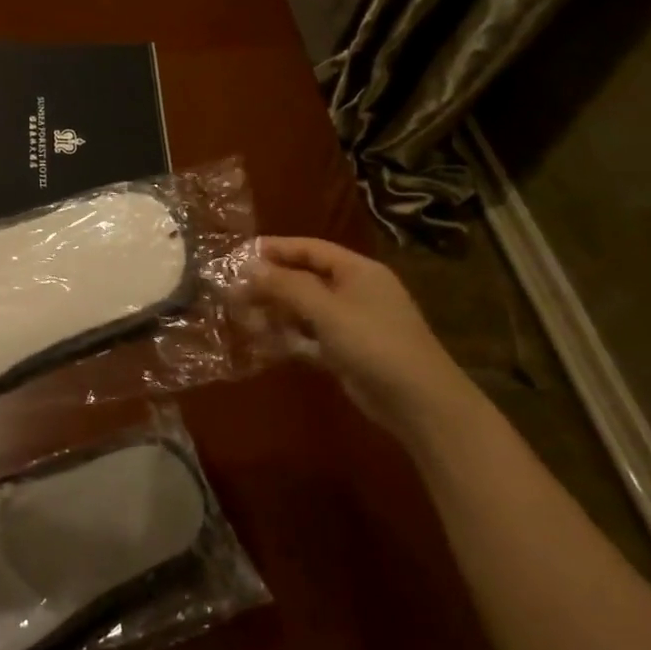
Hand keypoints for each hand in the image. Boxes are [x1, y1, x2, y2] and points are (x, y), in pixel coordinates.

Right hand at [248, 236, 486, 447]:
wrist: (418, 401)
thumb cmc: (373, 343)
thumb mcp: (326, 309)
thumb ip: (287, 286)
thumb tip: (249, 267)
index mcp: (357, 270)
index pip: (310, 249)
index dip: (275, 249)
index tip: (239, 256)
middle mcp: (355, 291)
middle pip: (305, 277)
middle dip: (270, 283)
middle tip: (233, 291)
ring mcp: (353, 322)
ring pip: (306, 308)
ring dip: (276, 311)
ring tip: (243, 316)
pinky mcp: (348, 351)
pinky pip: (311, 336)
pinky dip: (289, 336)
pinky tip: (264, 341)